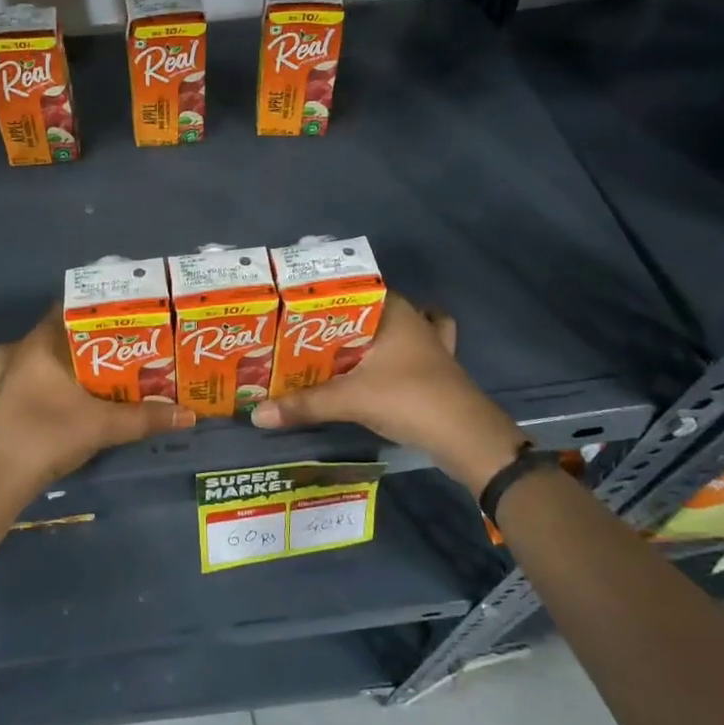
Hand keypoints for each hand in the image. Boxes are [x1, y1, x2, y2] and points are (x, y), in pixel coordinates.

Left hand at [0, 309, 194, 503]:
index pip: (72, 308)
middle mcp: (22, 350)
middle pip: (62, 332)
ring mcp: (8, 376)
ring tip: (104, 368)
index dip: (102, 310)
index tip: (131, 317)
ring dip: (72, 360)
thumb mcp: (103, 425)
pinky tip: (72, 394)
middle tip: (128, 345)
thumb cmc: (47, 434)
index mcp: (41, 341)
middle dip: (94, 338)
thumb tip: (190, 414)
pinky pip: (34, 377)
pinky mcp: (5, 400)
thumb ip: (146, 417)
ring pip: (46, 355)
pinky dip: (54, 380)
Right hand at [249, 297, 525, 493]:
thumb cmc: (409, 399)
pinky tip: (381, 365)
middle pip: (370, 309)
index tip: (295, 305)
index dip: (325, 295)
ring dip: (369, 335)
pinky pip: (410, 352)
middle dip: (340, 319)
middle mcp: (413, 319)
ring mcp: (429, 344)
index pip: (354, 287)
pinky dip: (396, 355)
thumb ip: (303, 404)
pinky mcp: (435, 369)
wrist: (467, 437)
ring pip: (393, 328)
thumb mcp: (350, 399)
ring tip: (337, 346)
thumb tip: (256, 414)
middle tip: (302, 331)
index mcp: (394, 312)